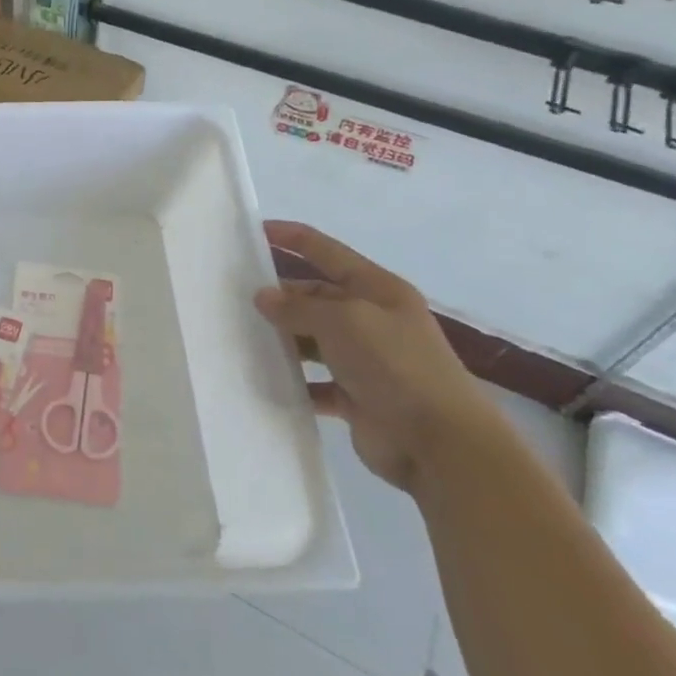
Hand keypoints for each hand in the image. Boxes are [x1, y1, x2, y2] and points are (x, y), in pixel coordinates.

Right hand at [255, 221, 492, 493]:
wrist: (440, 443)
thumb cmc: (394, 366)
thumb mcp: (343, 322)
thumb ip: (299, 307)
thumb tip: (264, 297)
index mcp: (378, 290)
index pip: (327, 252)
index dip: (293, 238)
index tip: (254, 231)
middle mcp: (372, 320)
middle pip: (316, 296)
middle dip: (280, 295)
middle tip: (234, 297)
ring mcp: (365, 360)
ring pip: (312, 340)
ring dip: (283, 339)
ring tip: (242, 337)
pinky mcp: (356, 397)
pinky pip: (316, 382)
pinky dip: (295, 382)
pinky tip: (266, 380)